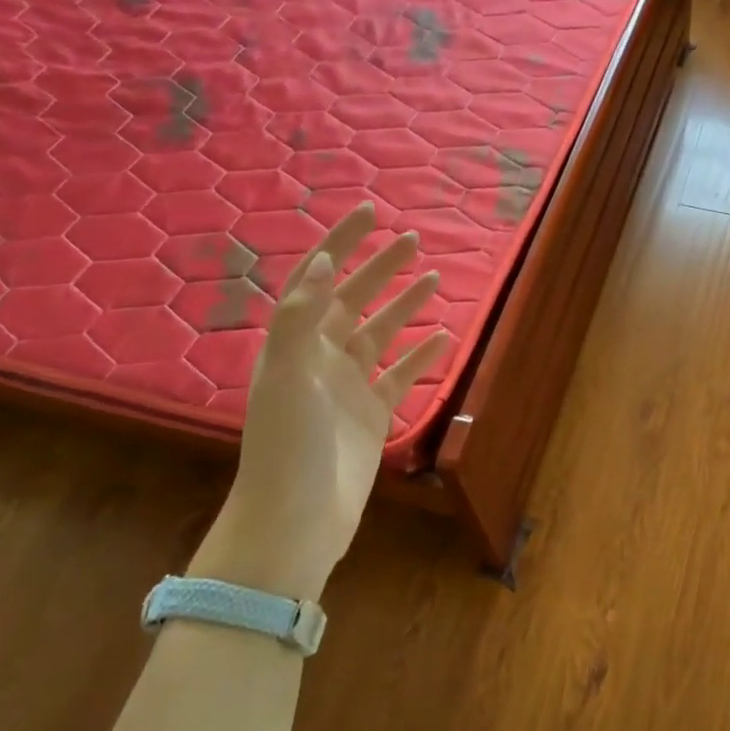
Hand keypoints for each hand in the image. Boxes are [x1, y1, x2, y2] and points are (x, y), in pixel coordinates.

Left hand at [195, 203, 447, 598]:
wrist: (298, 517)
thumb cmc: (287, 443)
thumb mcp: (286, 374)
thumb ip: (302, 317)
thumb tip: (321, 262)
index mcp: (293, 344)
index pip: (316, 280)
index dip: (340, 244)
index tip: (369, 213)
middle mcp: (319, 359)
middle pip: (352, 301)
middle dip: (379, 268)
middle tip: (413, 240)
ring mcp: (348, 387)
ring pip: (381, 334)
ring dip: (404, 306)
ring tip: (433, 278)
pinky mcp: (373, 414)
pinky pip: (401, 375)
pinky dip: (421, 356)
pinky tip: (442, 338)